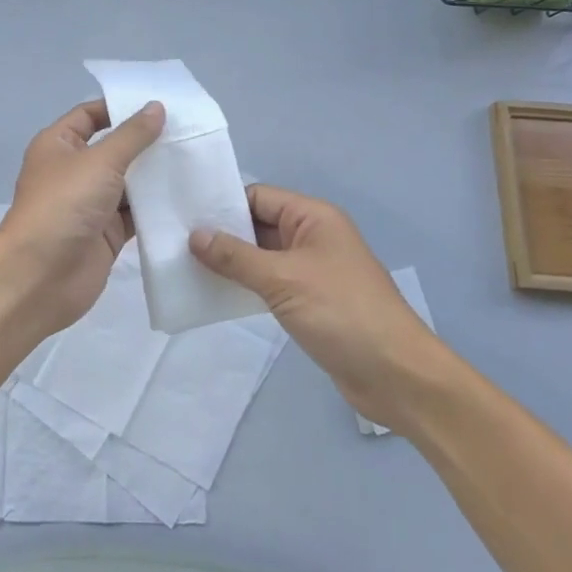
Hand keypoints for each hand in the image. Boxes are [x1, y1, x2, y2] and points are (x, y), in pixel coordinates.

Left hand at [0, 98, 165, 336]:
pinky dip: (156, 207)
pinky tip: (187, 196)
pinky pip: (135, 214)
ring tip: (196, 159)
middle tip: (188, 131)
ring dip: (155, 175)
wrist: (40, 276)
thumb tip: (156, 107)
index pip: (91, 115)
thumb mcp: (100, 161)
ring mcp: (90, 204)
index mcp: (59, 145)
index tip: (159, 104)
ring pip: (128, 183)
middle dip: (146, 142)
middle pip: (114, 148)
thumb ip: (132, 135)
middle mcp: (74, 171)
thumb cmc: (64, 205)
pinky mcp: (106, 234)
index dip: (120, 108)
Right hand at [190, 184, 443, 427]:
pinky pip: (270, 283)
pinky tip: (215, 294)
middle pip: (259, 225)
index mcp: (313, 217)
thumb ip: (236, 257)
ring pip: (262, 256)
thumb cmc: (342, 312)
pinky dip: (245, 286)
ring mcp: (312, 270)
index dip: (223, 204)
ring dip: (231, 263)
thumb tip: (195, 235)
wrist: (396, 375)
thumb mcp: (283, 279)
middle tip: (175, 243)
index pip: (259, 197)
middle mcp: (312, 237)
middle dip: (222, 234)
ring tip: (185, 268)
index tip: (182, 215)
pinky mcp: (310, 301)